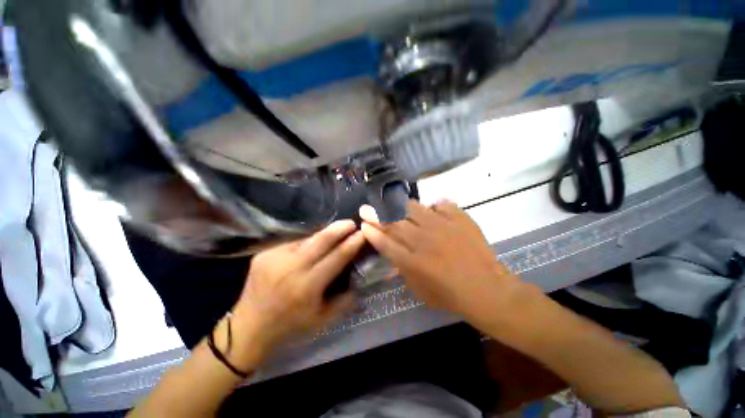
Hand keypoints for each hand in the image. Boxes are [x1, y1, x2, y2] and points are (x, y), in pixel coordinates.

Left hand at [228, 220, 364, 367]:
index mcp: (308, 285)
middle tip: (351, 223)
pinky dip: (306, 244)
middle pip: (322, 239)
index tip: (363, 233)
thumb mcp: (324, 319)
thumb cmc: (291, 325)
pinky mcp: (265, 253)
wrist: (249, 327)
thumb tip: (359, 277)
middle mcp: (292, 267)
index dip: (352, 243)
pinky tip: (310, 249)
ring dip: (323, 235)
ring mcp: (275, 257)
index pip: (337, 256)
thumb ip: (346, 299)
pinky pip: (293, 244)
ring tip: (333, 234)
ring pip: (307, 239)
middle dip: (340, 228)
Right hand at [359, 200, 529, 328]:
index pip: (384, 241)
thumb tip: (391, 253)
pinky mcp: (459, 218)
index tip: (363, 224)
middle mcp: (423, 240)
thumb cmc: (450, 296)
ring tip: (411, 216)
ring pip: (414, 207)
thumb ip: (402, 270)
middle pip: (395, 223)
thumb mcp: (419, 291)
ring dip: (407, 211)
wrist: (487, 289)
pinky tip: (437, 216)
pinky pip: (441, 203)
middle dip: (381, 218)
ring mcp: (442, 226)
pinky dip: (435, 208)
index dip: (371, 231)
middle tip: (375, 214)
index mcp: (412, 261)